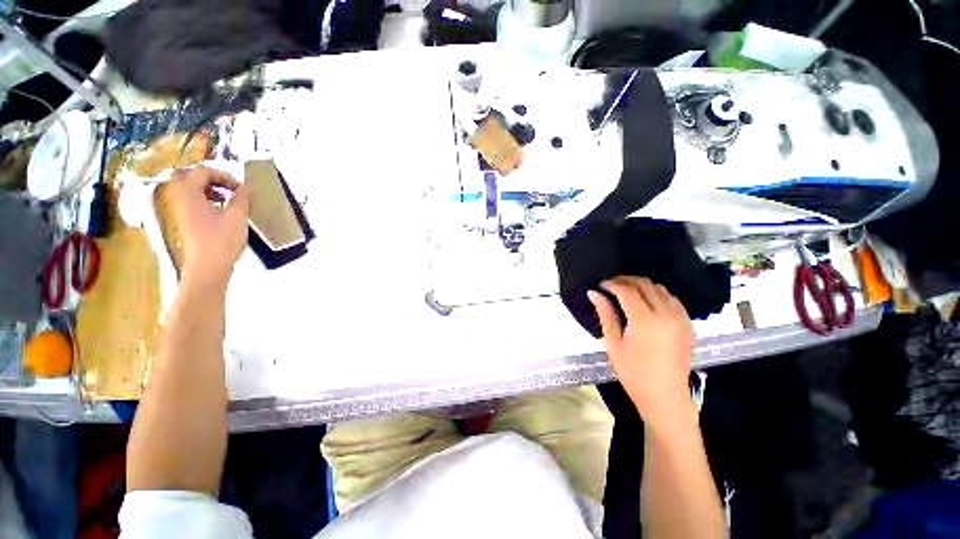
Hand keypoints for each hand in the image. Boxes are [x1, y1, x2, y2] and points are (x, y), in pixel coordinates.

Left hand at [158, 168, 250, 289]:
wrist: (208, 266)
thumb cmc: (222, 240)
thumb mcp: (237, 216)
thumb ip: (242, 198)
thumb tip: (246, 186)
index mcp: (190, 194)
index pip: (202, 172)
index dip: (223, 175)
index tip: (240, 187)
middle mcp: (180, 199)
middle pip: (189, 177)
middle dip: (210, 178)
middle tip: (228, 187)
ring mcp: (181, 211)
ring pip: (189, 189)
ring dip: (208, 189)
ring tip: (227, 198)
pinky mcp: (185, 221)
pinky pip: (192, 201)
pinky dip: (205, 199)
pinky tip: (221, 210)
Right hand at [588, 277, 695, 431]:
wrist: (665, 396)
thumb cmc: (633, 373)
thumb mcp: (613, 343)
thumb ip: (605, 314)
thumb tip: (593, 293)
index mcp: (644, 320)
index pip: (626, 290)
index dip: (612, 284)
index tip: (601, 285)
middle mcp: (666, 314)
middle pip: (645, 284)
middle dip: (626, 280)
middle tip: (612, 285)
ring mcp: (680, 318)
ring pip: (660, 289)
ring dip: (642, 286)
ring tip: (627, 292)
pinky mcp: (688, 324)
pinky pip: (673, 299)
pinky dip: (658, 295)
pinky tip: (647, 302)